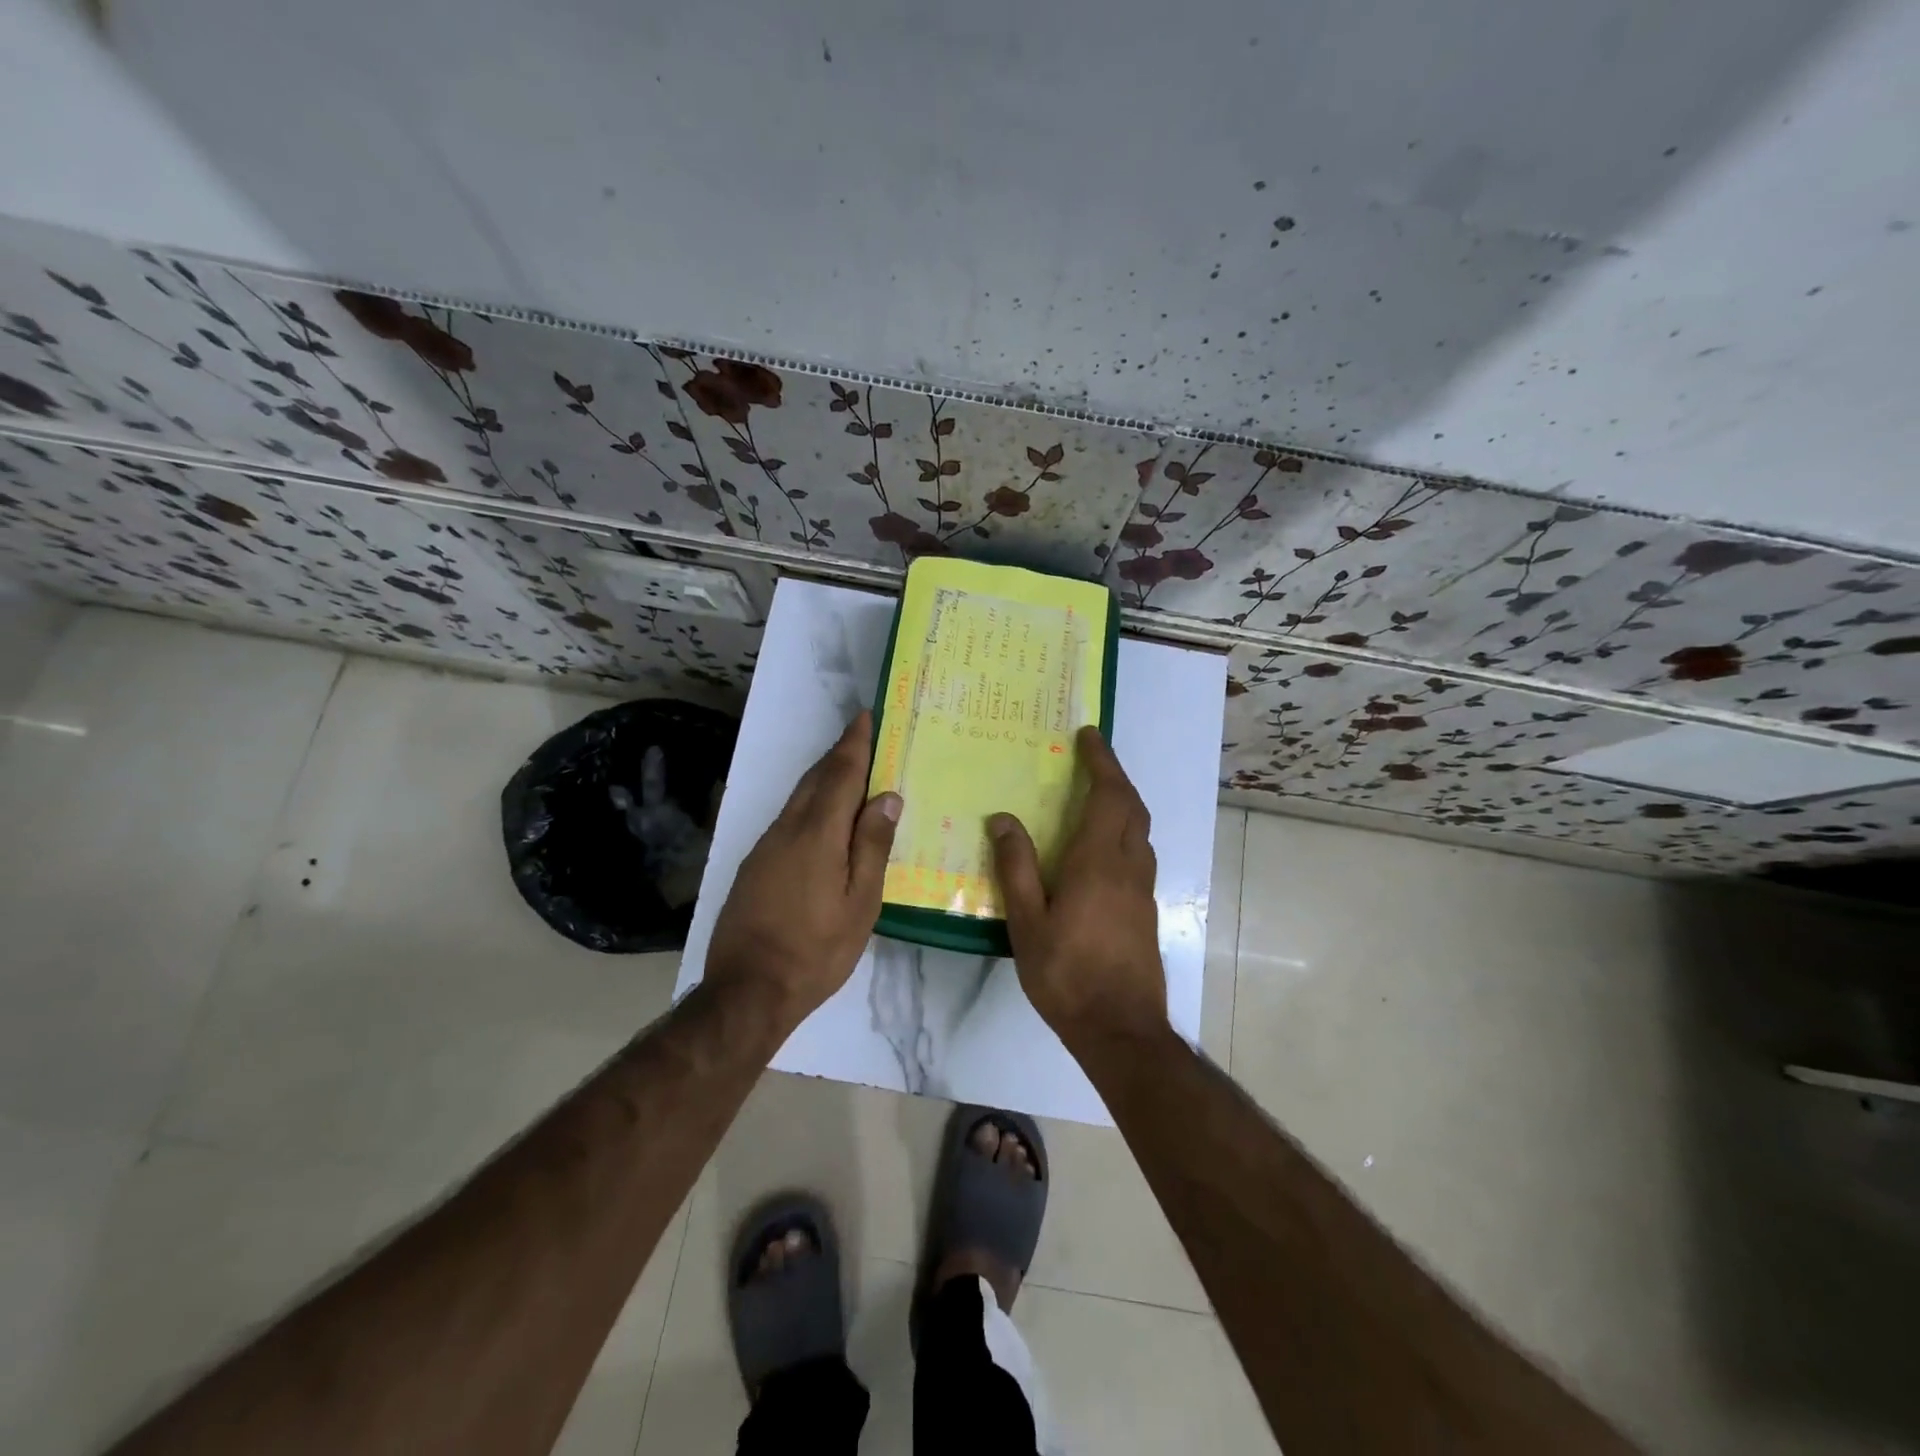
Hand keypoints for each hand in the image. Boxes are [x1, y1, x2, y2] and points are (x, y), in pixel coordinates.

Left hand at [705, 711, 901, 1029]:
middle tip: (863, 737)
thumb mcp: (860, 903)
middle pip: (815, 779)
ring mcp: (765, 846)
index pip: (840, 774)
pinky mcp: (754, 865)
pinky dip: (809, 805)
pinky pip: (788, 820)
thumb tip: (885, 796)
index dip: (854, 743)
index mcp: (817, 834)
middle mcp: (787, 829)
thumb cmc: (817, 949)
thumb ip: (872, 846)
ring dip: (823, 779)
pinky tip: (823, 820)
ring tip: (849, 772)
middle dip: (839, 754)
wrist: (748, 991)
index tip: (865, 716)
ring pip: (798, 799)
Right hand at [989, 726, 1166, 1046]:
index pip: (1108, 796)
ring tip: (1098, 794)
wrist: (1121, 1029)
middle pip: (1132, 807)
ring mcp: (1143, 890)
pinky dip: (1125, 831)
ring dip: (1124, 803)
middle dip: (1115, 775)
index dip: (1102, 762)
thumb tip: (1003, 819)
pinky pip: (1139, 853)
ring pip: (1140, 831)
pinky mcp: (1147, 910)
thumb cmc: (1067, 975)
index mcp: (1097, 863)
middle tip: (1092, 757)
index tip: (1088, 736)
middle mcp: (1128, 867)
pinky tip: (1103, 848)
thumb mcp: (1027, 923)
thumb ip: (1016, 868)